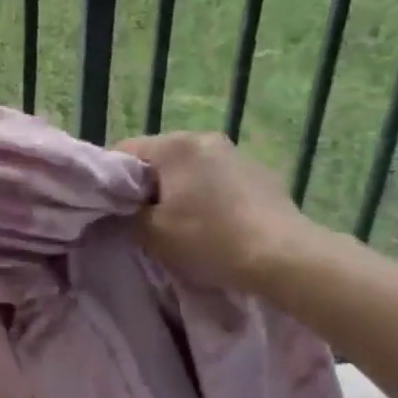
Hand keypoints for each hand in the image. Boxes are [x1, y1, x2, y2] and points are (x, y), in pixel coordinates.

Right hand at [115, 131, 323, 293]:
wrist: (286, 259)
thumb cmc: (210, 239)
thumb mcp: (151, 234)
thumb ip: (125, 215)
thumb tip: (118, 209)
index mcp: (174, 145)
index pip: (124, 151)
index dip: (111, 180)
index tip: (112, 209)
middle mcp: (204, 138)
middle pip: (159, 158)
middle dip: (148, 186)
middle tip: (145, 220)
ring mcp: (237, 154)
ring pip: (190, 169)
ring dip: (180, 190)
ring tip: (183, 225)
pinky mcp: (262, 174)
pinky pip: (219, 180)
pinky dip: (210, 196)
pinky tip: (217, 225)